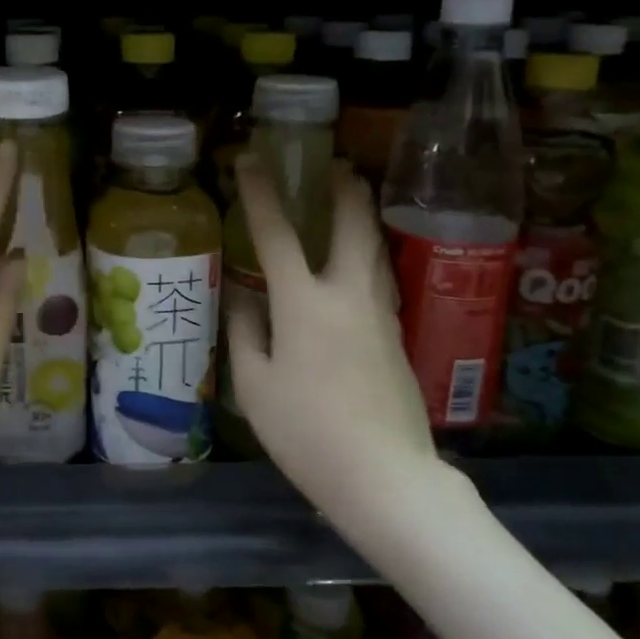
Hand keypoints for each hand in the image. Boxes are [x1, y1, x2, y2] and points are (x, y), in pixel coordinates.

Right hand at [227, 157, 440, 531]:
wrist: (384, 477)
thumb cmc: (305, 430)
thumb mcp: (254, 384)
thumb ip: (246, 331)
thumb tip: (243, 297)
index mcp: (304, 303)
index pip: (277, 234)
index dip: (261, 194)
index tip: (250, 161)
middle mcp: (348, 297)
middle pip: (354, 227)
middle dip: (345, 190)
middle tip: (337, 166)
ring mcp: (380, 317)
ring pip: (376, 252)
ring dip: (363, 219)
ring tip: (352, 203)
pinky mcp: (397, 340)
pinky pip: (380, 282)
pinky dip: (368, 257)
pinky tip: (359, 268)